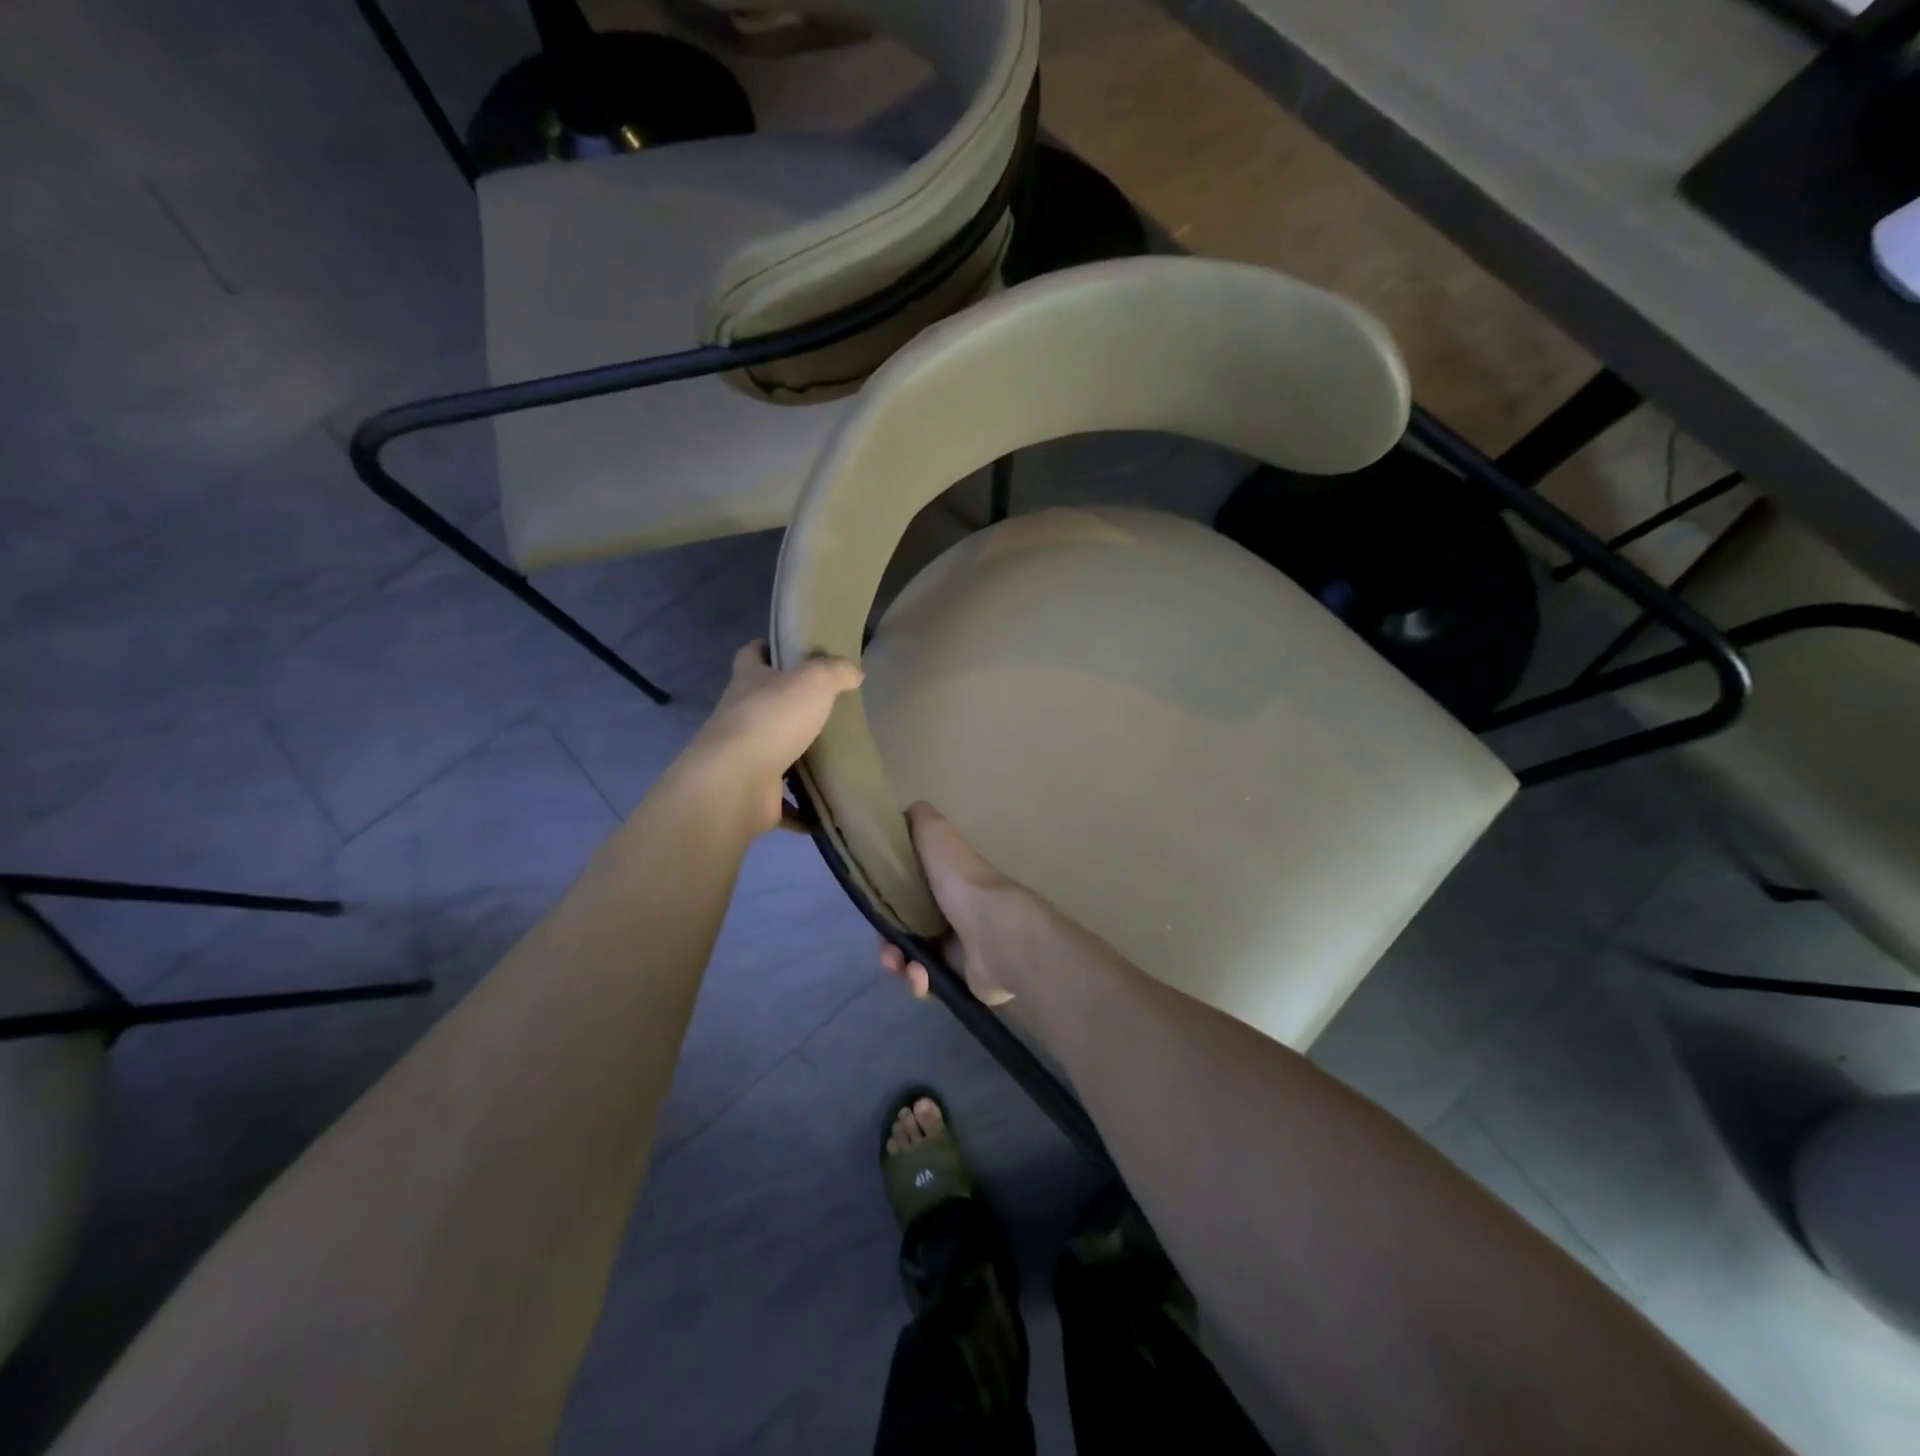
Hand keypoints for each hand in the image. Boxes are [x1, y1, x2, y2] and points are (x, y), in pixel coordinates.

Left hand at [680, 641, 862, 834]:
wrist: (737, 783)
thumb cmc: (772, 720)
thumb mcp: (813, 682)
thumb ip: (835, 672)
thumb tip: (854, 672)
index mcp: (748, 682)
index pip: (750, 655)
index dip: (766, 649)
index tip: (788, 652)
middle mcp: (739, 717)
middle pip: (761, 704)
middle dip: (787, 706)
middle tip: (826, 708)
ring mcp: (743, 758)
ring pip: (772, 752)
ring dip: (795, 757)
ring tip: (831, 757)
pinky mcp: (753, 795)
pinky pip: (782, 801)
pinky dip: (801, 808)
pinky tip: (825, 807)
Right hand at [878, 803, 1029, 1006]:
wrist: (995, 933)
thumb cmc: (961, 881)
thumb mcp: (936, 834)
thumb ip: (920, 820)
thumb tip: (906, 812)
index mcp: (944, 877)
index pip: (905, 889)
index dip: (886, 900)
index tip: (876, 910)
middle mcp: (951, 909)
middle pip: (905, 927)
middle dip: (889, 941)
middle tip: (888, 951)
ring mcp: (958, 944)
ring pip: (912, 956)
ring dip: (901, 964)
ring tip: (906, 968)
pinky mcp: (961, 975)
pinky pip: (928, 981)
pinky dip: (919, 981)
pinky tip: (922, 979)